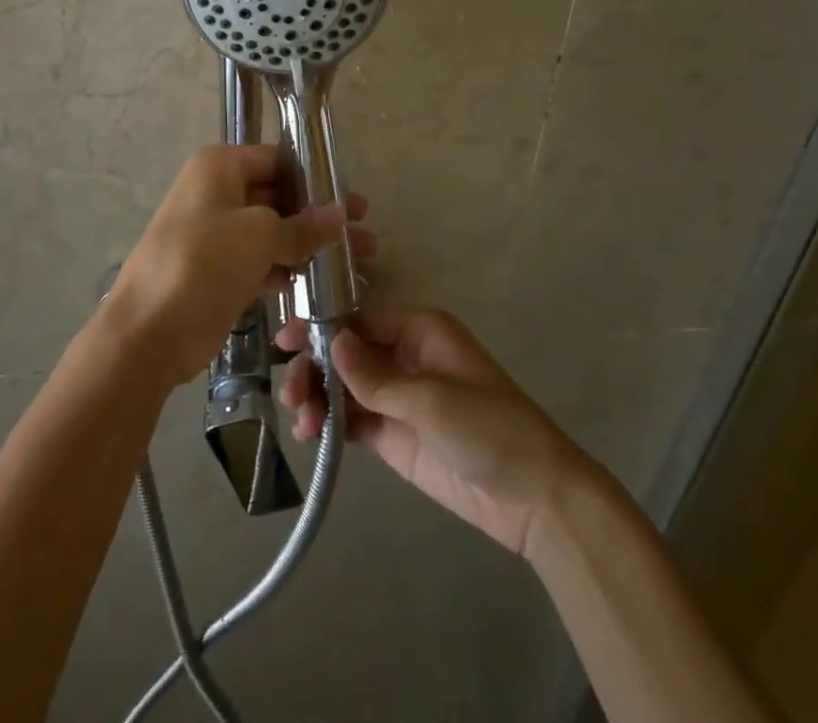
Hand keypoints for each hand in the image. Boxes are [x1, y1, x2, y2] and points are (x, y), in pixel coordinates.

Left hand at [104, 144, 372, 391]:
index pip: (277, 160)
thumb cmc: (203, 263)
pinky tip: (320, 285)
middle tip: (365, 233)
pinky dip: (287, 269)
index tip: (353, 201)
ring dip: (309, 245)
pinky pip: (261, 261)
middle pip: (278, 196)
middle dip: (319, 216)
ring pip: (273, 231)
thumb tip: (339, 214)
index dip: (316, 178)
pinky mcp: (219, 270)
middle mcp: (217, 192)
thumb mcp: (258, 236)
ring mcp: (217, 233)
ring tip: (357, 262)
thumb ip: (302, 226)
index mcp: (220, 167)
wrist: (148, 332)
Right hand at [279, 307, 592, 555]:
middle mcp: (403, 356)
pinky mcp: (393, 434)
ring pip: (343, 386)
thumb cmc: (489, 428)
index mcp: (419, 330)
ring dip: (317, 398)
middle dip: (315, 368)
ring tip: (302, 424)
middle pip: (345, 352)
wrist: (533, 498)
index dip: (321, 328)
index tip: (285, 341)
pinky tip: (310, 436)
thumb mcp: (433, 399)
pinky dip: (328, 424)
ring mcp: (397, 397)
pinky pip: (352, 419)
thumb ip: (376, 376)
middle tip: (291, 393)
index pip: (359, 319)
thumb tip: (331, 340)